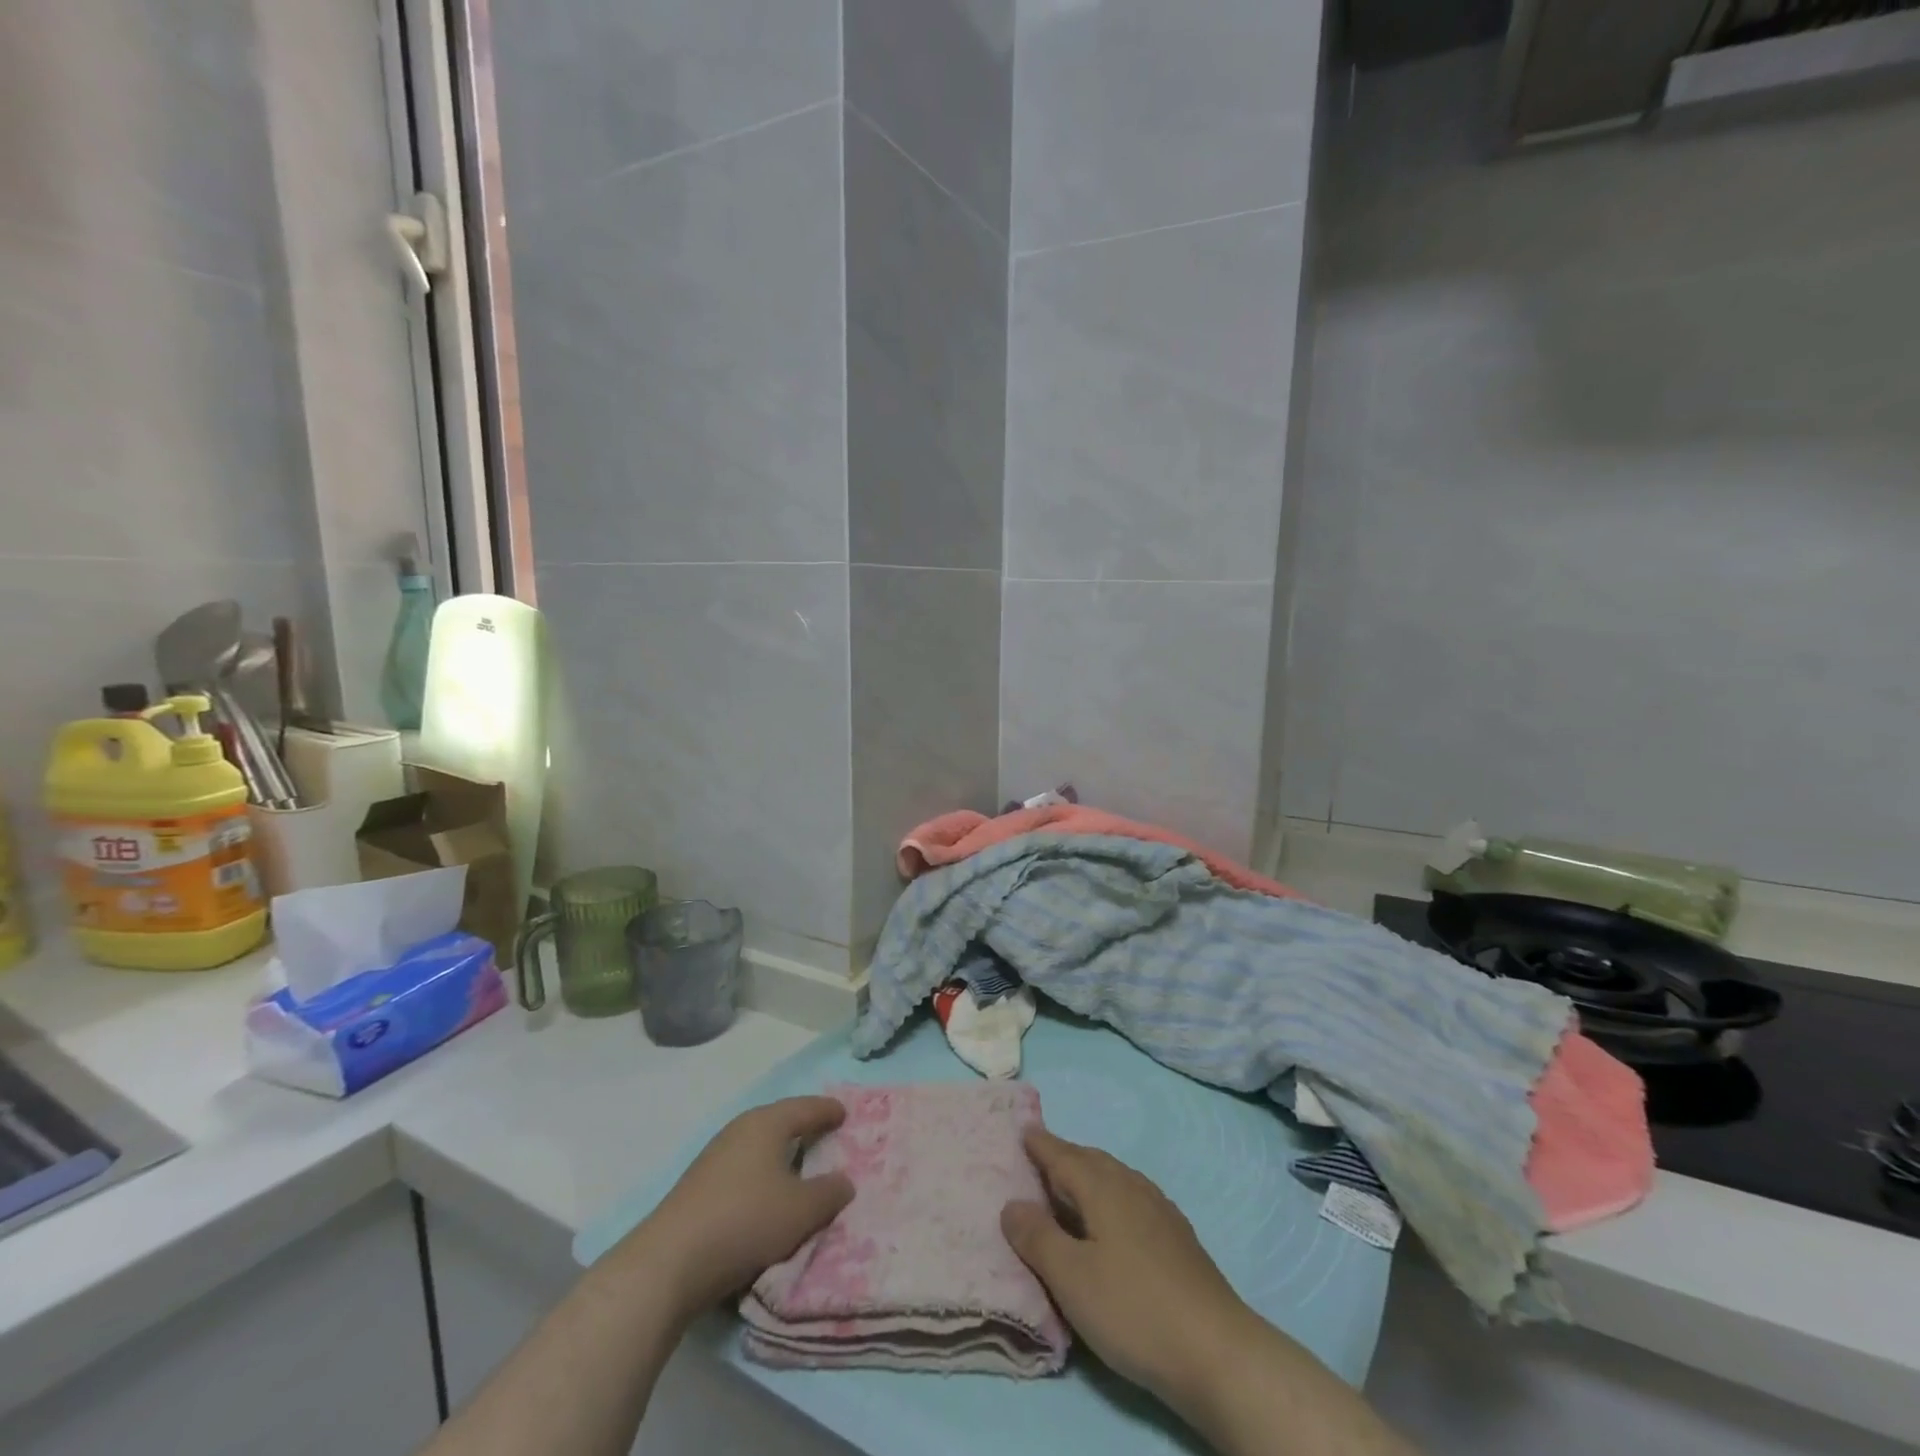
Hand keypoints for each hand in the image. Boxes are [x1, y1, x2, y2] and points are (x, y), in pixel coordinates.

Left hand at [629, 1097, 853, 1322]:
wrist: (669, 1262)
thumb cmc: (745, 1221)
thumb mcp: (800, 1211)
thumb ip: (828, 1193)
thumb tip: (844, 1181)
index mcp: (766, 1123)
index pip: (805, 1108)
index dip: (827, 1110)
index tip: (844, 1113)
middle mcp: (740, 1130)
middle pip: (779, 1122)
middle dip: (803, 1127)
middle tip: (825, 1135)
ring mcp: (715, 1157)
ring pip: (758, 1147)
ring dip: (780, 1154)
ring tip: (799, 1167)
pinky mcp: (699, 1186)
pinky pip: (743, 1169)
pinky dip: (761, 1175)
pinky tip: (766, 1194)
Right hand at [1001, 1129, 1256, 1409]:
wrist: (1217, 1351)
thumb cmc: (1134, 1309)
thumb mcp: (1071, 1278)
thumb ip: (1038, 1238)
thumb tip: (1012, 1203)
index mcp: (1102, 1188)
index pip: (1063, 1156)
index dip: (1041, 1145)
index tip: (1023, 1129)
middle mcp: (1131, 1187)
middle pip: (1091, 1160)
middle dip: (1064, 1155)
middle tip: (1040, 1156)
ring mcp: (1159, 1210)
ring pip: (1115, 1177)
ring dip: (1089, 1175)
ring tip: (1071, 1185)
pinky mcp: (1177, 1237)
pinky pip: (1132, 1197)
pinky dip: (1112, 1195)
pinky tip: (1115, 1219)